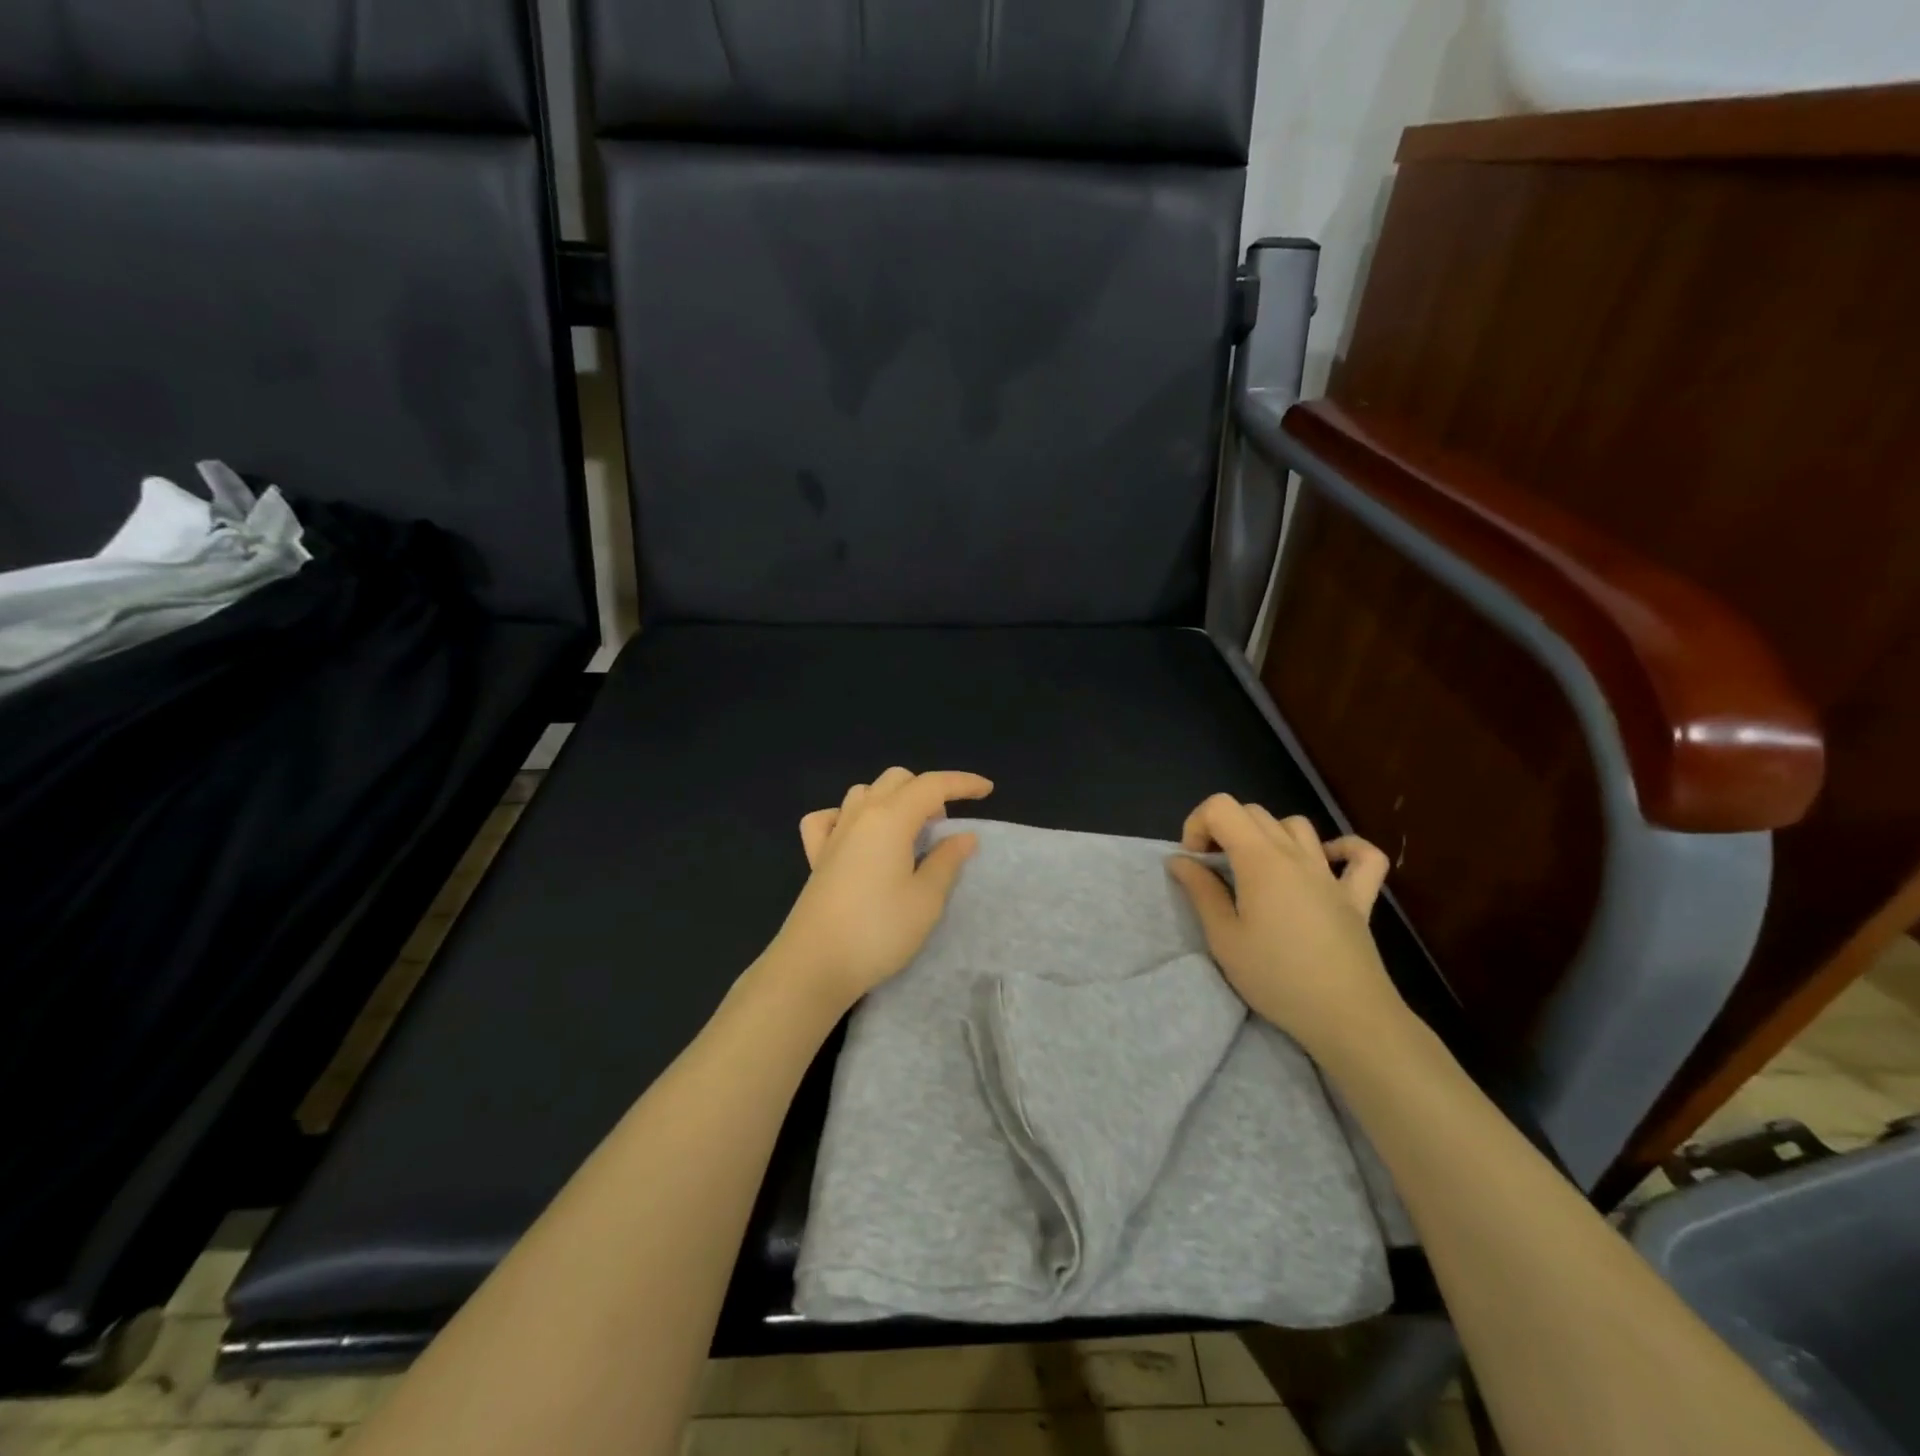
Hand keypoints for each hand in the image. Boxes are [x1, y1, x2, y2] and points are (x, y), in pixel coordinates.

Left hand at [767, 767, 993, 1011]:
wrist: (814, 964)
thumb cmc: (878, 931)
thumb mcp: (926, 899)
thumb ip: (947, 861)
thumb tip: (964, 835)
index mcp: (890, 818)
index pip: (932, 785)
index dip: (962, 783)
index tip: (987, 789)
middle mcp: (860, 815)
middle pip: (897, 780)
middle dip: (927, 790)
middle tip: (943, 826)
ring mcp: (833, 833)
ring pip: (865, 792)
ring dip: (892, 800)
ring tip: (908, 833)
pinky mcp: (816, 856)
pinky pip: (830, 818)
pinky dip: (848, 816)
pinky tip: (858, 837)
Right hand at [1166, 795, 1404, 1056]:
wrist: (1347, 1017)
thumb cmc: (1276, 977)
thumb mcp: (1224, 938)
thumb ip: (1201, 891)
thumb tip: (1180, 860)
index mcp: (1260, 860)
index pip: (1221, 807)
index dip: (1198, 824)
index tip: (1194, 862)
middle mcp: (1296, 855)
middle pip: (1254, 812)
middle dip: (1225, 830)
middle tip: (1215, 871)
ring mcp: (1331, 874)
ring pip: (1297, 826)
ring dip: (1269, 836)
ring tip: (1257, 870)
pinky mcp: (1358, 898)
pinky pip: (1363, 857)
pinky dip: (1344, 850)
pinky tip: (1325, 863)